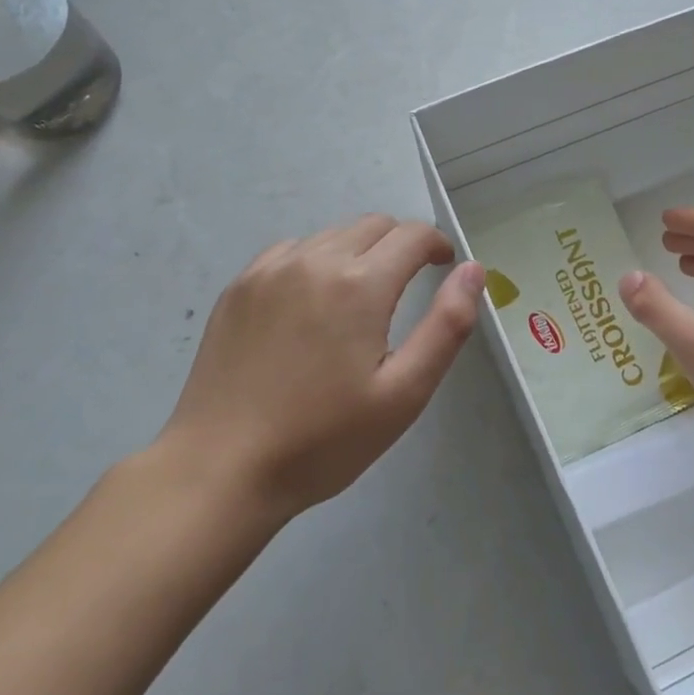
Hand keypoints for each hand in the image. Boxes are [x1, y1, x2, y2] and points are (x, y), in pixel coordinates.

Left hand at [159, 215, 486, 520]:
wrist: (220, 470)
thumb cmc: (323, 439)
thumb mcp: (404, 393)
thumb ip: (448, 325)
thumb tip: (473, 270)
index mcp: (359, 284)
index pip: (411, 235)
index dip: (436, 244)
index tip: (444, 265)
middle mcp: (314, 260)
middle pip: (372, 225)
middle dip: (400, 244)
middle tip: (408, 282)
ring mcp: (269, 270)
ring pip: (332, 235)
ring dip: (358, 251)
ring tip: (360, 296)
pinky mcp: (239, 287)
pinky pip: (291, 251)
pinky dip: (315, 260)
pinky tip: (311, 301)